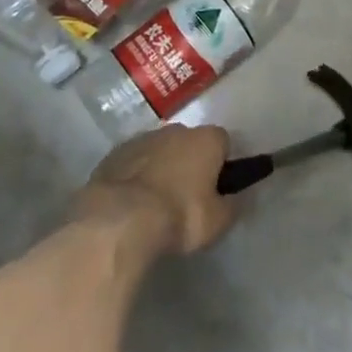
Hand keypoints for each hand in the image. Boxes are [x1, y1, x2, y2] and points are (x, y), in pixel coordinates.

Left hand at [74, 124, 237, 258]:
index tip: (216, 187)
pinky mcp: (115, 152)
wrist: (120, 218)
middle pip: (189, 142)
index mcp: (205, 139)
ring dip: (161, 168)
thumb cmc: (179, 215)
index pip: (222, 141)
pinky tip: (132, 202)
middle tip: (186, 196)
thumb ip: (231, 206)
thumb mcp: (217, 221)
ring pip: (160, 150)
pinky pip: (134, 161)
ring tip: (155, 203)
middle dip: (189, 163)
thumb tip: (236, 199)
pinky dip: (136, 175)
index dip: (221, 163)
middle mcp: (176, 130)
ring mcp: (143, 138)